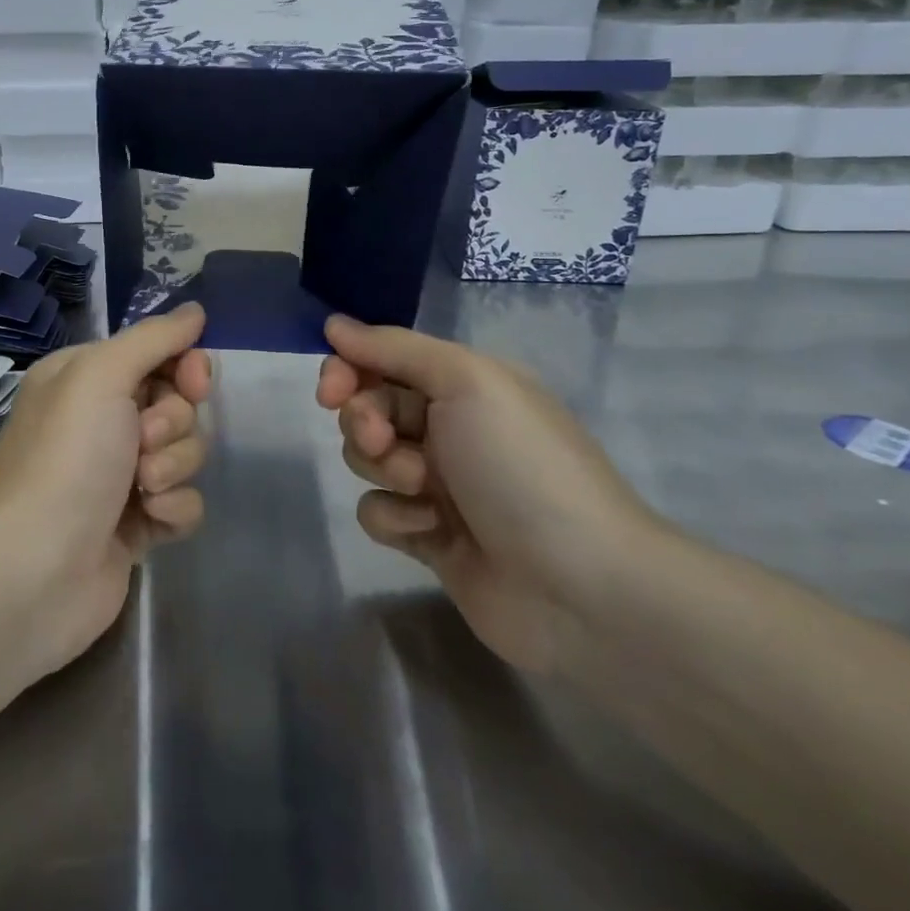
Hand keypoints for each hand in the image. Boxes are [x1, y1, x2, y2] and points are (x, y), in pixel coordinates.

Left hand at [0, 303, 213, 675]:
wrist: (31, 571)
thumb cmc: (65, 459)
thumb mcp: (100, 376)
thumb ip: (153, 339)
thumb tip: (195, 310)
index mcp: (86, 379)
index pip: (158, 355)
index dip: (185, 366)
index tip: (194, 382)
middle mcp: (101, 422)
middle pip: (178, 404)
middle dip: (173, 423)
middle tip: (142, 443)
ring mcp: (119, 476)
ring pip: (186, 453)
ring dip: (172, 467)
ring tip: (140, 489)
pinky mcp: (136, 525)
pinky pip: (184, 501)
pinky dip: (173, 509)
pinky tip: (147, 523)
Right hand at [316, 314, 664, 673]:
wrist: (578, 586)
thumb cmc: (521, 465)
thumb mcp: (467, 381)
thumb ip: (396, 348)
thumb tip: (334, 324)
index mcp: (464, 384)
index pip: (383, 359)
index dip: (348, 370)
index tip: (331, 391)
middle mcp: (449, 427)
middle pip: (368, 408)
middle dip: (365, 422)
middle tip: (384, 441)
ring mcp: (438, 484)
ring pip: (367, 460)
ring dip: (383, 470)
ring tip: (424, 492)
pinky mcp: (427, 536)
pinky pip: (378, 511)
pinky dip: (395, 518)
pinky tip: (430, 532)